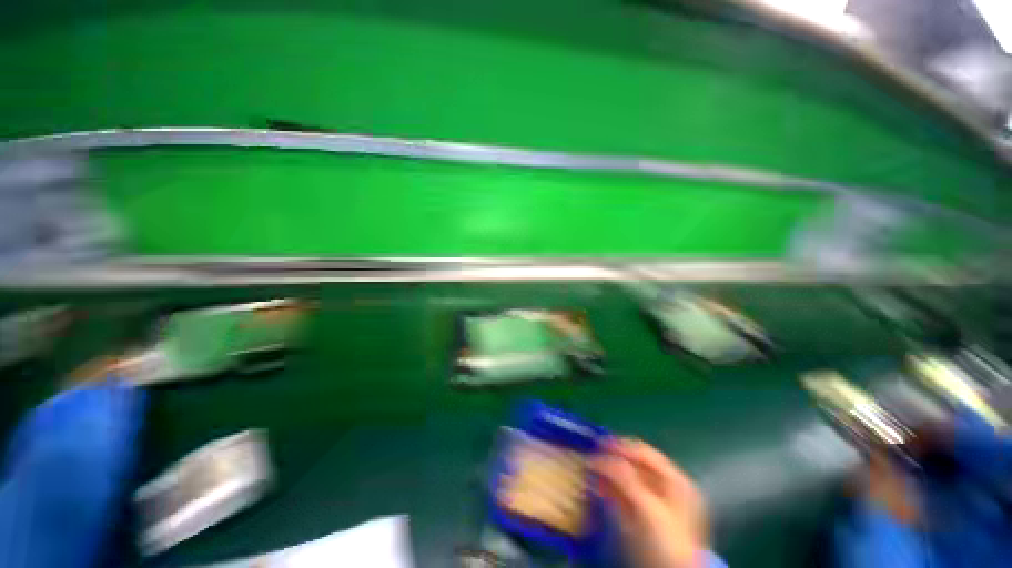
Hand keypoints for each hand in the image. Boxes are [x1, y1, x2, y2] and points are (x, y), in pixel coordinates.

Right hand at [592, 438, 708, 567]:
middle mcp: (667, 487)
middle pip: (635, 463)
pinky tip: (596, 485)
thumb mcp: (648, 507)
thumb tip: (598, 458)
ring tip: (589, 469)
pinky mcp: (643, 517)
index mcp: (675, 480)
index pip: (644, 452)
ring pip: (627, 478)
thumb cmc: (667, 541)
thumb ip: (625, 478)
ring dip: (608, 472)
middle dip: (612, 458)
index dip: (620, 445)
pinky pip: (623, 494)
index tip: (597, 444)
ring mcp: (656, 503)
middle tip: (591, 455)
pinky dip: (609, 487)